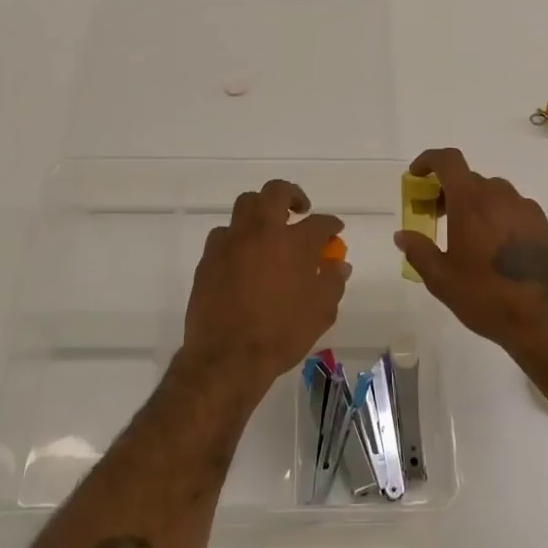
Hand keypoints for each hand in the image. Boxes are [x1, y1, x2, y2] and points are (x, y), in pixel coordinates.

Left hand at [178, 179, 348, 395]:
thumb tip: (338, 264)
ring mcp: (232, 241)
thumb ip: (332, 281)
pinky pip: (224, 233)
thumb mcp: (321, 312)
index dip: (331, 224)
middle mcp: (263, 232)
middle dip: (292, 194)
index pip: (320, 222)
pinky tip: (242, 254)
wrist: (228, 357)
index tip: (335, 229)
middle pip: (276, 191)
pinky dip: (237, 237)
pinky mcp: (209, 256)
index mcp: (295, 243)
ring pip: (245, 204)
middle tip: (299, 210)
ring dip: (261, 210)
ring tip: (268, 229)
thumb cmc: (281, 334)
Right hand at [393, 148, 547, 358]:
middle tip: (436, 217)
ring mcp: (526, 209)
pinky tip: (495, 248)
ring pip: (493, 193)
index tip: (416, 176)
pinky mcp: (544, 225)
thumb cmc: (487, 298)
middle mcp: (500, 196)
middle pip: (469, 179)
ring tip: (466, 236)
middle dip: (448, 191)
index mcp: (471, 202)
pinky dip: (497, 216)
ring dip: (474, 203)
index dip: (429, 160)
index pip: (448, 160)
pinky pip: (513, 209)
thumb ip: (419, 251)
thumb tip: (402, 235)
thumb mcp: (442, 280)